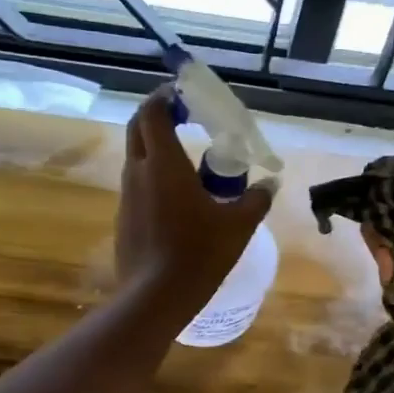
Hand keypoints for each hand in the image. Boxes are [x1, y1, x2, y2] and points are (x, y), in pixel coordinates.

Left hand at [115, 86, 271, 313]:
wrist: (155, 298)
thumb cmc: (198, 254)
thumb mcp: (238, 226)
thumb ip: (255, 201)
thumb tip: (270, 185)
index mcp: (163, 164)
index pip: (152, 112)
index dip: (164, 97)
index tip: (184, 95)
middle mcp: (138, 173)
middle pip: (138, 128)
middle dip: (157, 116)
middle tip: (184, 118)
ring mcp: (126, 197)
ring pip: (136, 159)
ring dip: (157, 150)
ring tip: (188, 163)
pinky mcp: (123, 219)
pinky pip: (137, 187)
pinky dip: (153, 179)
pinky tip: (177, 201)